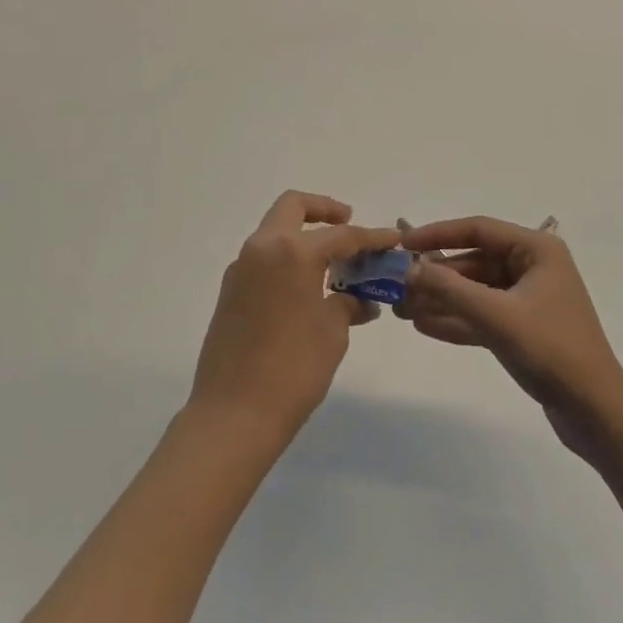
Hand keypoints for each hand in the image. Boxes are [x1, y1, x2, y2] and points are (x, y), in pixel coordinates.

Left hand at [187, 191, 398, 443]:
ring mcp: (241, 268)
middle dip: (324, 209)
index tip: (393, 238)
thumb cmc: (292, 370)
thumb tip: (359, 301)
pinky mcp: (230, 291)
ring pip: (275, 231)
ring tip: (332, 263)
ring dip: (303, 235)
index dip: (371, 237)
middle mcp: (262, 248)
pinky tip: (306, 287)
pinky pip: (263, 258)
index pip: (341, 235)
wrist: (233, 415)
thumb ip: (347, 305)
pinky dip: (286, 259)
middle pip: (293, 207)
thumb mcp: (332, 334)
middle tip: (348, 223)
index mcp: (292, 251)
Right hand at [399, 216, 622, 458]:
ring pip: (476, 291)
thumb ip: (451, 289)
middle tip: (398, 287)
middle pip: (474, 261)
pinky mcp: (525, 328)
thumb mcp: (497, 317)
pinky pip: (484, 315)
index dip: (438, 234)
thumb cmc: (551, 351)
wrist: (597, 413)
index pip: (478, 229)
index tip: (404, 244)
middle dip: (437, 276)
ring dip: (442, 300)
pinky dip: (458, 320)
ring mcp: (530, 298)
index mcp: (537, 249)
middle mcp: (534, 266)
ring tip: (402, 310)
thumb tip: (412, 268)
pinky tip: (424, 326)